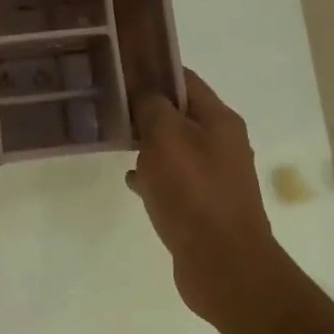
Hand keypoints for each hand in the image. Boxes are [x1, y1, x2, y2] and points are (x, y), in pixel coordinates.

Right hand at [127, 70, 288, 330]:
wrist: (223, 263)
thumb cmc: (193, 192)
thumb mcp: (166, 137)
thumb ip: (153, 108)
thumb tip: (146, 95)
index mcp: (219, 120)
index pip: (185, 80)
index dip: (154, 71)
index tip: (121, 70)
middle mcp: (222, 144)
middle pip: (180, 115)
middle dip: (146, 110)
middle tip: (110, 108)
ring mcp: (215, 177)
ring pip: (174, 148)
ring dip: (148, 145)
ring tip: (114, 143)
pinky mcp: (204, 206)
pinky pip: (174, 180)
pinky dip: (154, 177)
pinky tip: (133, 183)